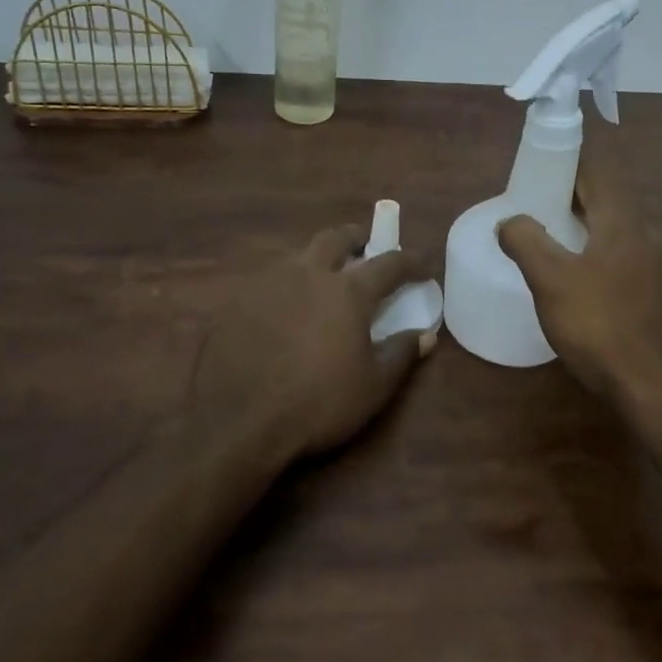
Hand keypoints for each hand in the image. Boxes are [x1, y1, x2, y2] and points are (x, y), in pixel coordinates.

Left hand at [189, 224, 437, 465]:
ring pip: (297, 256)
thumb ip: (402, 354)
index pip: (389, 263)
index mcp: (348, 291)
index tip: (422, 266)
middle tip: (364, 248)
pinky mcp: (236, 302)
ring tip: (322, 280)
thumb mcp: (374, 386)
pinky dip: (285, 285)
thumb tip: (425, 335)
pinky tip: (283, 309)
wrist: (239, 423)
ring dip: (316, 260)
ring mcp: (267, 284)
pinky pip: (267, 281)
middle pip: (335, 238)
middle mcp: (308, 274)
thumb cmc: (318, 404)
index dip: (410, 261)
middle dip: (355, 239)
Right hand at [497, 127, 661, 408]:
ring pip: (619, 232)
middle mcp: (650, 235)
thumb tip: (510, 221)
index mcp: (625, 222)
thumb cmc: (600, 326)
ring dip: (587, 228)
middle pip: (609, 201)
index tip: (536, 170)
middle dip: (572, 198)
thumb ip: (526, 242)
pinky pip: (627, 258)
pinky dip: (601, 255)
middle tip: (535, 208)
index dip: (567, 164)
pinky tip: (581, 280)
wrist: (655, 387)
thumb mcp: (551, 281)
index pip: (597, 173)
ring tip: (552, 243)